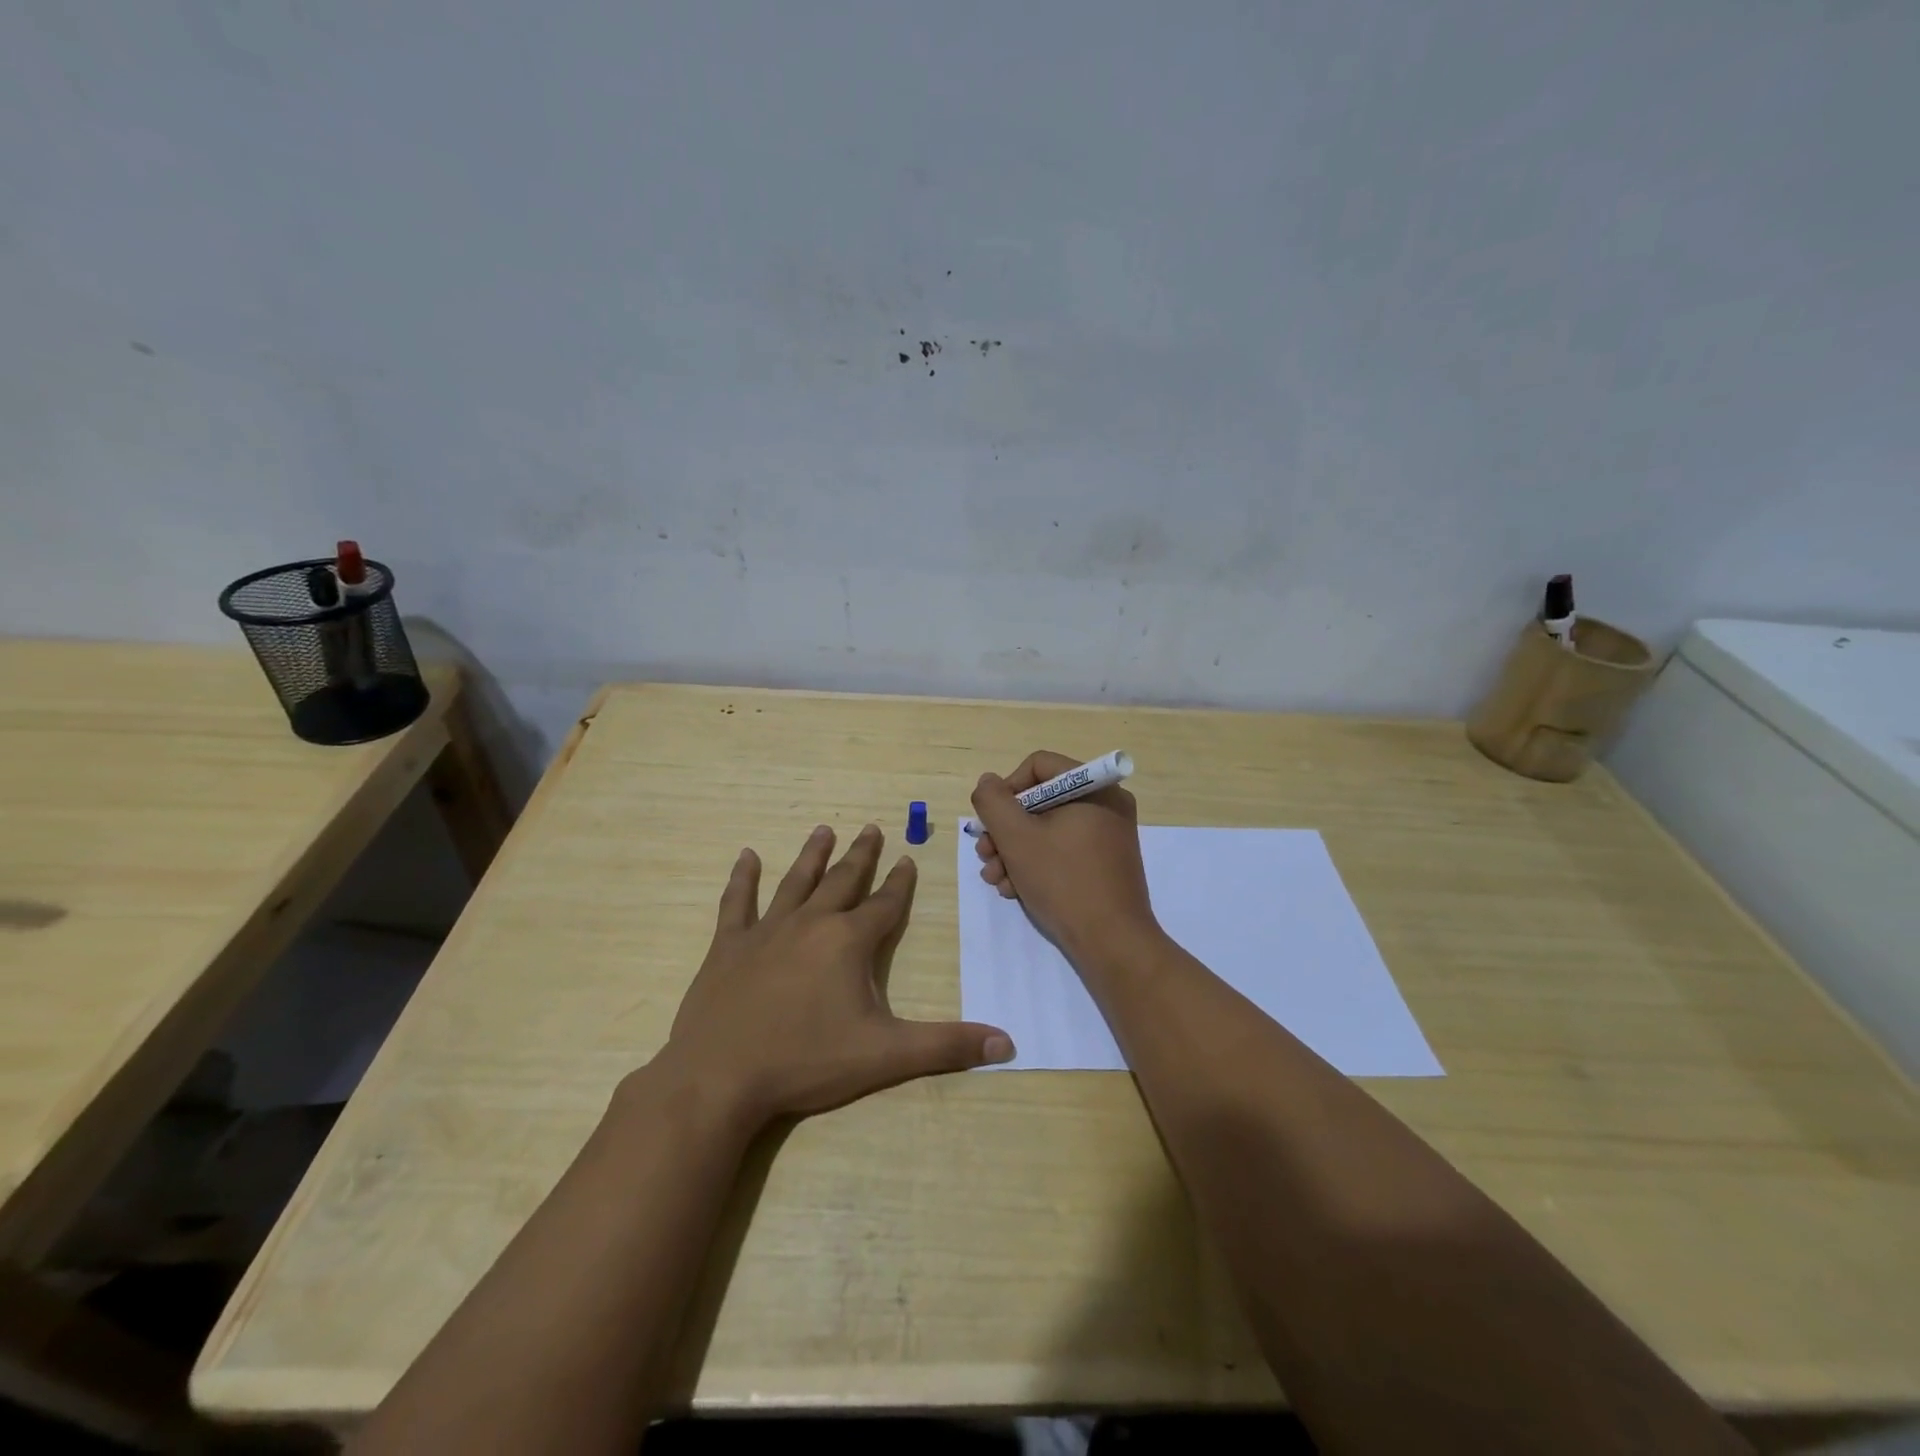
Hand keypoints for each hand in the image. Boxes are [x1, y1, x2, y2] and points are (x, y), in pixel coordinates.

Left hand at [660, 823, 1014, 1130]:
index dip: (900, 883)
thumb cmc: (807, 1061)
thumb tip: (1008, 1044)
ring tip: (823, 829)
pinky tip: (746, 856)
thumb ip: (947, 1046)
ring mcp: (766, 931)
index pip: (885, 904)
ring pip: (796, 881)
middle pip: (842, 880)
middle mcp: (810, 923)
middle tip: (871, 828)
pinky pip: (737, 902)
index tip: (908, 859)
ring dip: (812, 855)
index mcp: (849, 941)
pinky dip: (742, 878)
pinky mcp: (728, 946)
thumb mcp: (886, 1056)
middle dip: (861, 855)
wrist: (720, 1077)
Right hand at [970, 751, 1159, 963]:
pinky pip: (1063, 849)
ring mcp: (1108, 836)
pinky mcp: (1105, 863)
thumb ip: (993, 802)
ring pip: (1047, 829)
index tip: (991, 821)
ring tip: (996, 880)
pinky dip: (1036, 864)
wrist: (1112, 944)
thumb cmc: (1063, 881)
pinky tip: (1015, 889)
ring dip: (1014, 851)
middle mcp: (1106, 804)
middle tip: (985, 855)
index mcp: (1095, 788)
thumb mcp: (1016, 838)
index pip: (1038, 766)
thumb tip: (988, 782)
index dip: (1007, 789)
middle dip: (1005, 830)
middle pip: (1040, 800)